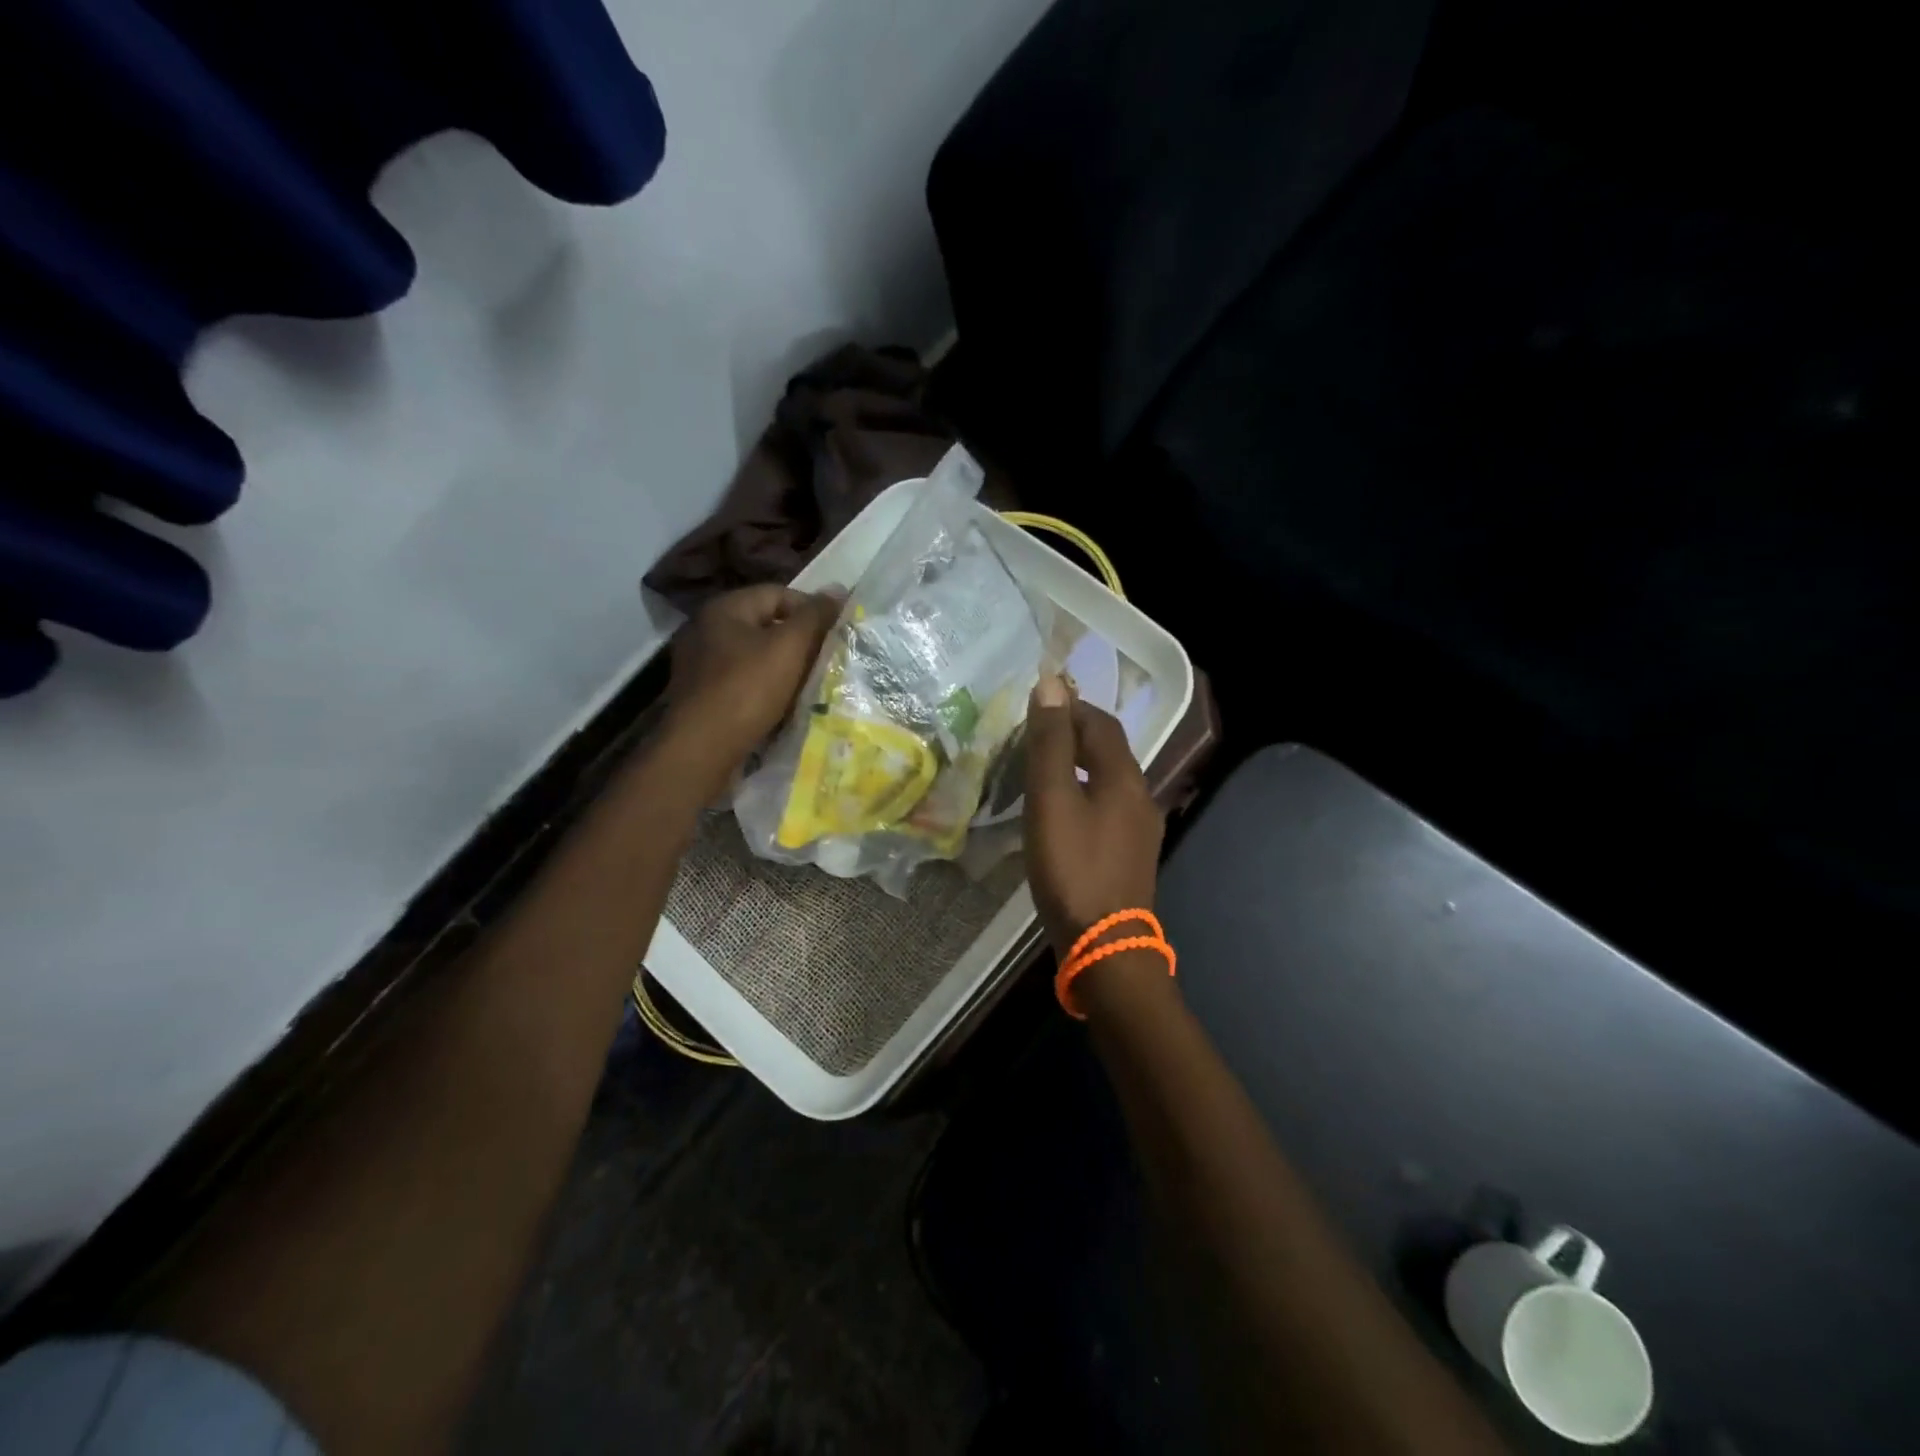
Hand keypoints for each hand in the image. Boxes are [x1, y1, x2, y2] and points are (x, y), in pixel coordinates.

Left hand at [664, 585, 839, 780]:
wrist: (703, 749)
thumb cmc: (747, 690)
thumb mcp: (789, 647)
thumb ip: (815, 616)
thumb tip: (838, 590)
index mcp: (724, 609)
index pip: (778, 594)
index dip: (811, 610)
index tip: (834, 634)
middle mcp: (707, 630)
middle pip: (767, 625)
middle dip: (799, 642)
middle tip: (827, 660)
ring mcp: (702, 665)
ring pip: (757, 657)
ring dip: (785, 668)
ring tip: (811, 684)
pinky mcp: (704, 696)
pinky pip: (745, 682)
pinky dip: (767, 689)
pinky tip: (784, 705)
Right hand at [1023, 673, 1164, 958]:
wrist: (1104, 946)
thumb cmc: (1073, 867)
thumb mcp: (1051, 798)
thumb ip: (1051, 742)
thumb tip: (1052, 684)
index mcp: (1124, 777)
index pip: (1101, 723)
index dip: (1071, 707)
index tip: (1037, 706)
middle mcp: (1140, 797)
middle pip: (1107, 751)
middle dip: (1073, 736)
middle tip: (1032, 737)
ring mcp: (1138, 830)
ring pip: (1106, 781)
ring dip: (1076, 767)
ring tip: (1039, 772)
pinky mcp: (1128, 856)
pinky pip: (1106, 809)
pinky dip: (1081, 796)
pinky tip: (1059, 814)